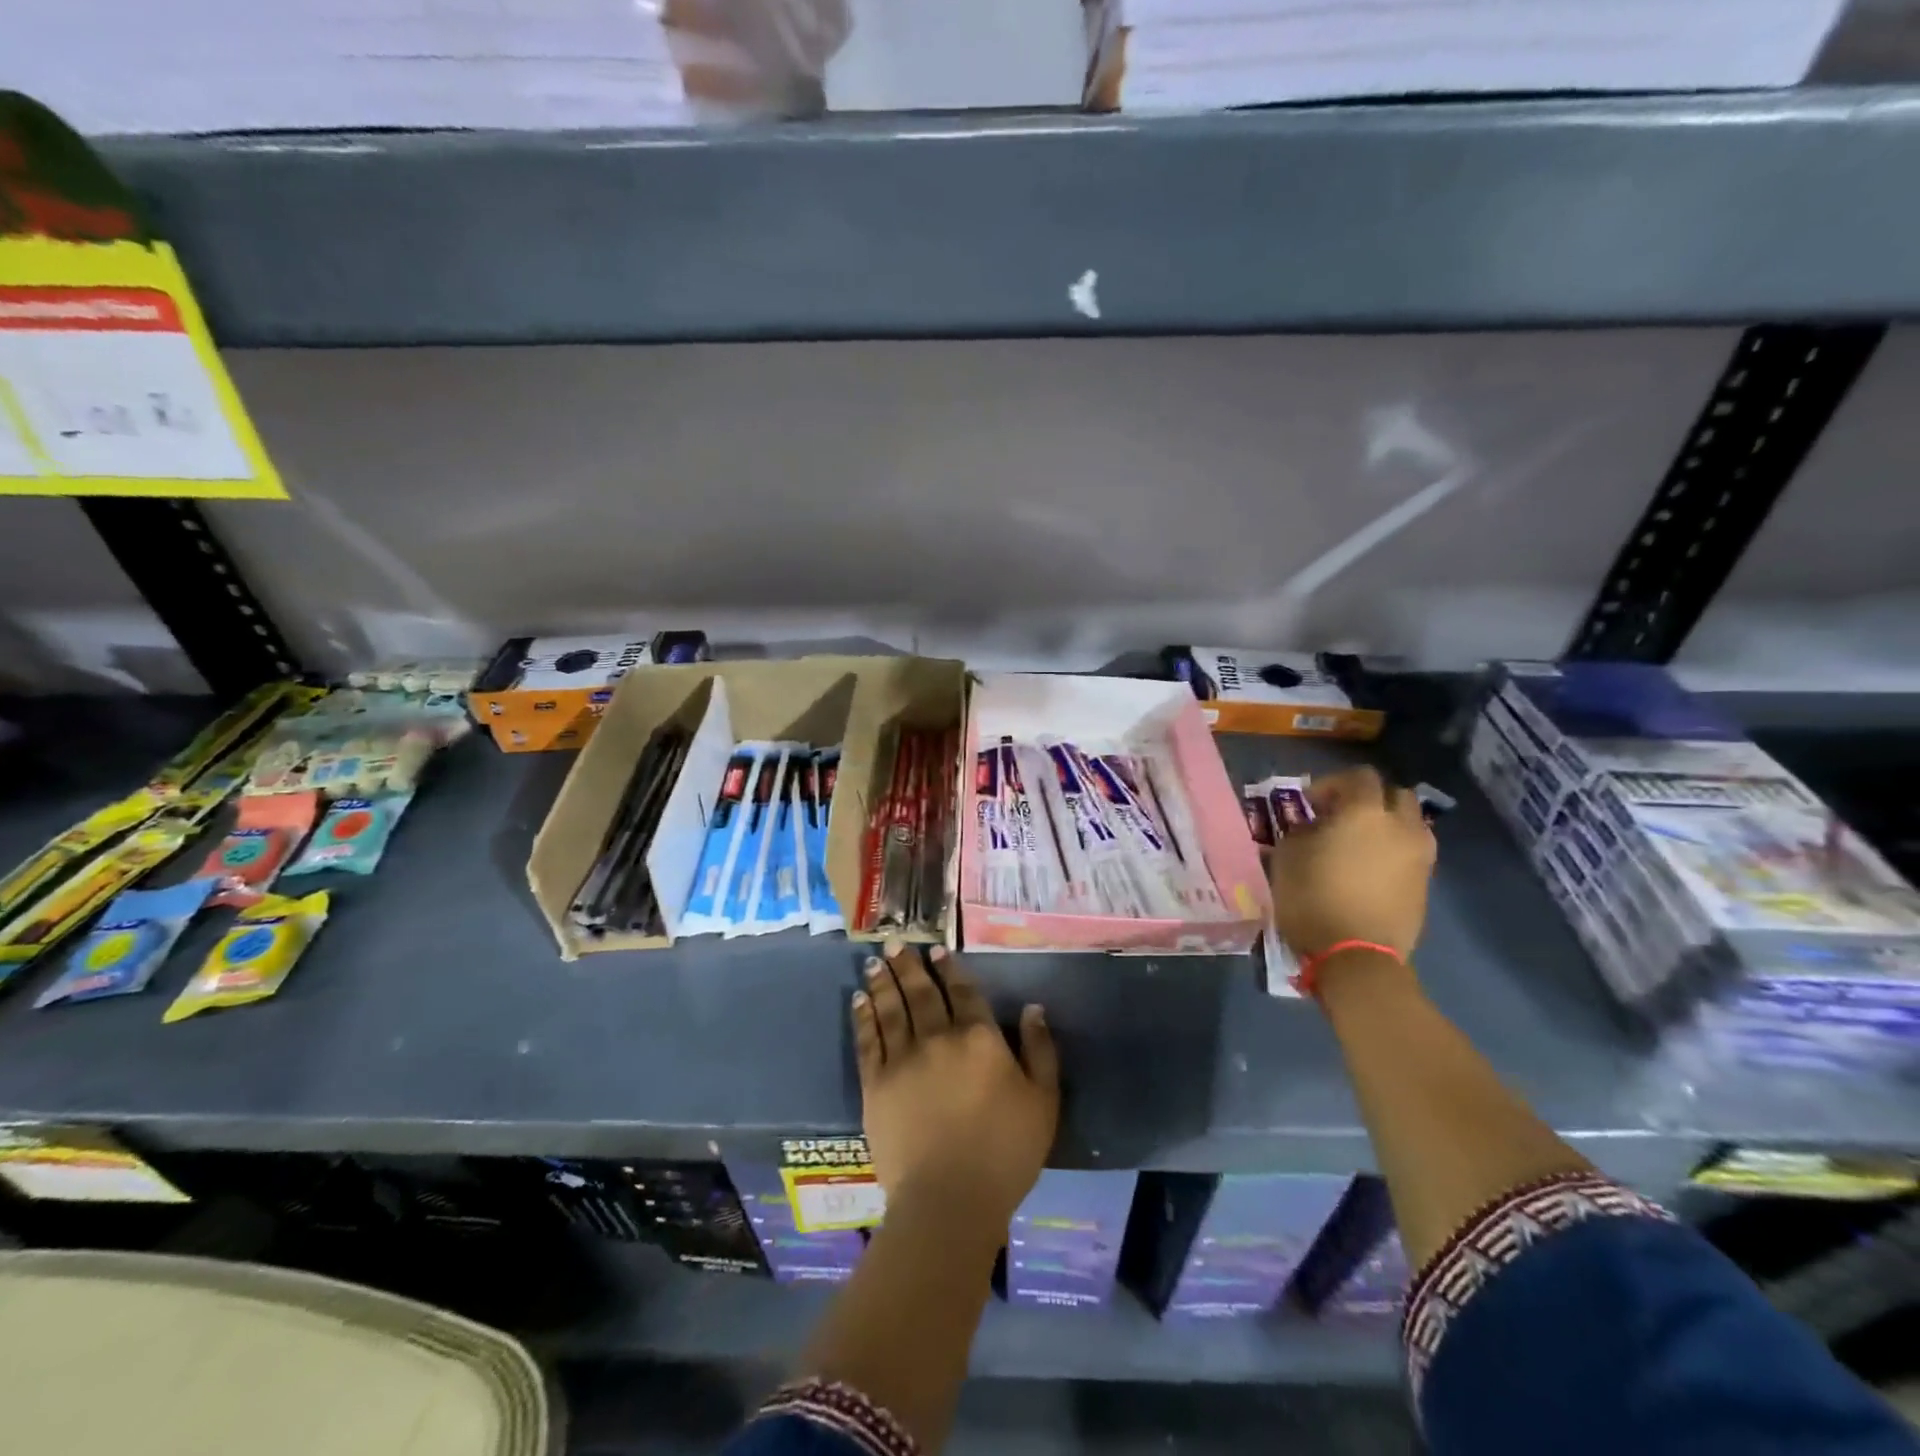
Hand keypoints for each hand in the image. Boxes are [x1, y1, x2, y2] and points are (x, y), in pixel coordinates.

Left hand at [852, 943, 1058, 1230]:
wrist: (949, 1200)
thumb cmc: (1005, 1153)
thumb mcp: (1043, 1101)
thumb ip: (1040, 1050)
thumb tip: (1033, 1009)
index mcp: (979, 1038)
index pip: (963, 992)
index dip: (950, 969)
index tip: (937, 951)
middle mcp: (938, 1037)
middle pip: (921, 992)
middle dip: (909, 965)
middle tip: (895, 942)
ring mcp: (903, 1058)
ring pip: (891, 1007)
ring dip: (883, 981)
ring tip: (875, 960)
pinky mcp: (876, 1084)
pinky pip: (868, 1039)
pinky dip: (864, 1016)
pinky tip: (859, 999)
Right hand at [1270, 766, 1435, 959]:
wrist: (1357, 956)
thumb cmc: (1313, 898)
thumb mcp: (1288, 857)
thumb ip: (1301, 831)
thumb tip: (1313, 827)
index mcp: (1365, 812)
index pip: (1359, 776)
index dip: (1332, 783)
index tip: (1310, 803)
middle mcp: (1401, 826)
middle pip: (1394, 795)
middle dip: (1368, 799)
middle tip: (1340, 817)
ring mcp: (1420, 856)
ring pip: (1410, 823)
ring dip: (1387, 825)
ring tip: (1360, 844)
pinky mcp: (1426, 884)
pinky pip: (1413, 852)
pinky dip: (1394, 851)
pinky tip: (1371, 870)